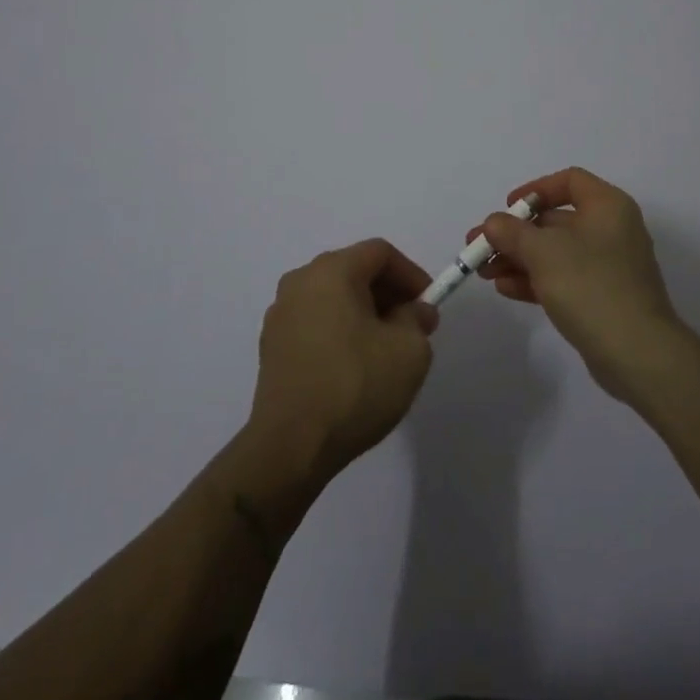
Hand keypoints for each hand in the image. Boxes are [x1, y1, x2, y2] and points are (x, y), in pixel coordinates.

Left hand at [248, 238, 439, 483]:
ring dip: (364, 313)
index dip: (411, 274)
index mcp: (331, 271)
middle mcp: (300, 281)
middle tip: (413, 326)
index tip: (428, 305)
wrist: (291, 447)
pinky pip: (315, 321)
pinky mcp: (271, 346)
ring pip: (333, 297)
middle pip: (354, 270)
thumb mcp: (409, 350)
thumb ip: (417, 319)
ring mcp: (280, 314)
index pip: (380, 252)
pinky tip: (354, 366)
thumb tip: (413, 311)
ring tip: (385, 348)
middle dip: (389, 293)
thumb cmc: (355, 387)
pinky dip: (339, 330)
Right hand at [474, 167, 685, 401]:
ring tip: (484, 272)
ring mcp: (608, 266)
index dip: (534, 190)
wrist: (638, 353)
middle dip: (515, 233)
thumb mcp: (543, 252)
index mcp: (607, 206)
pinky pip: (563, 278)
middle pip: (556, 220)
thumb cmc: (591, 286)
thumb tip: (493, 223)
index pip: (569, 181)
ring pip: (555, 252)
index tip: (507, 208)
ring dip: (518, 258)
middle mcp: (611, 230)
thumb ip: (513, 232)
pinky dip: (535, 279)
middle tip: (479, 246)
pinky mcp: (602, 297)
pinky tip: (505, 288)